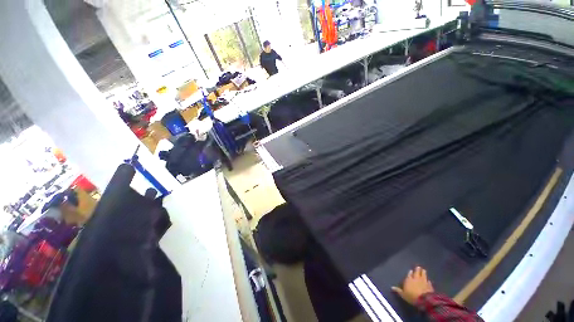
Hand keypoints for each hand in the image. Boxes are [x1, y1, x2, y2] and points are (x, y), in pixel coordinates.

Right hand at [392, 266, 433, 304]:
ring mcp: (423, 282)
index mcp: (409, 280)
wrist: (424, 300)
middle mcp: (416, 279)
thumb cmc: (412, 296)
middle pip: (416, 273)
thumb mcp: (403, 294)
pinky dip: (428, 281)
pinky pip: (428, 282)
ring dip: (423, 273)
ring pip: (423, 275)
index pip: (409, 274)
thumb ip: (398, 290)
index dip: (410, 272)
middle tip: (418, 267)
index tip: (411, 270)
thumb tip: (392, 287)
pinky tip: (429, 280)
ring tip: (424, 270)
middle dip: (417, 270)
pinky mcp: (429, 286)